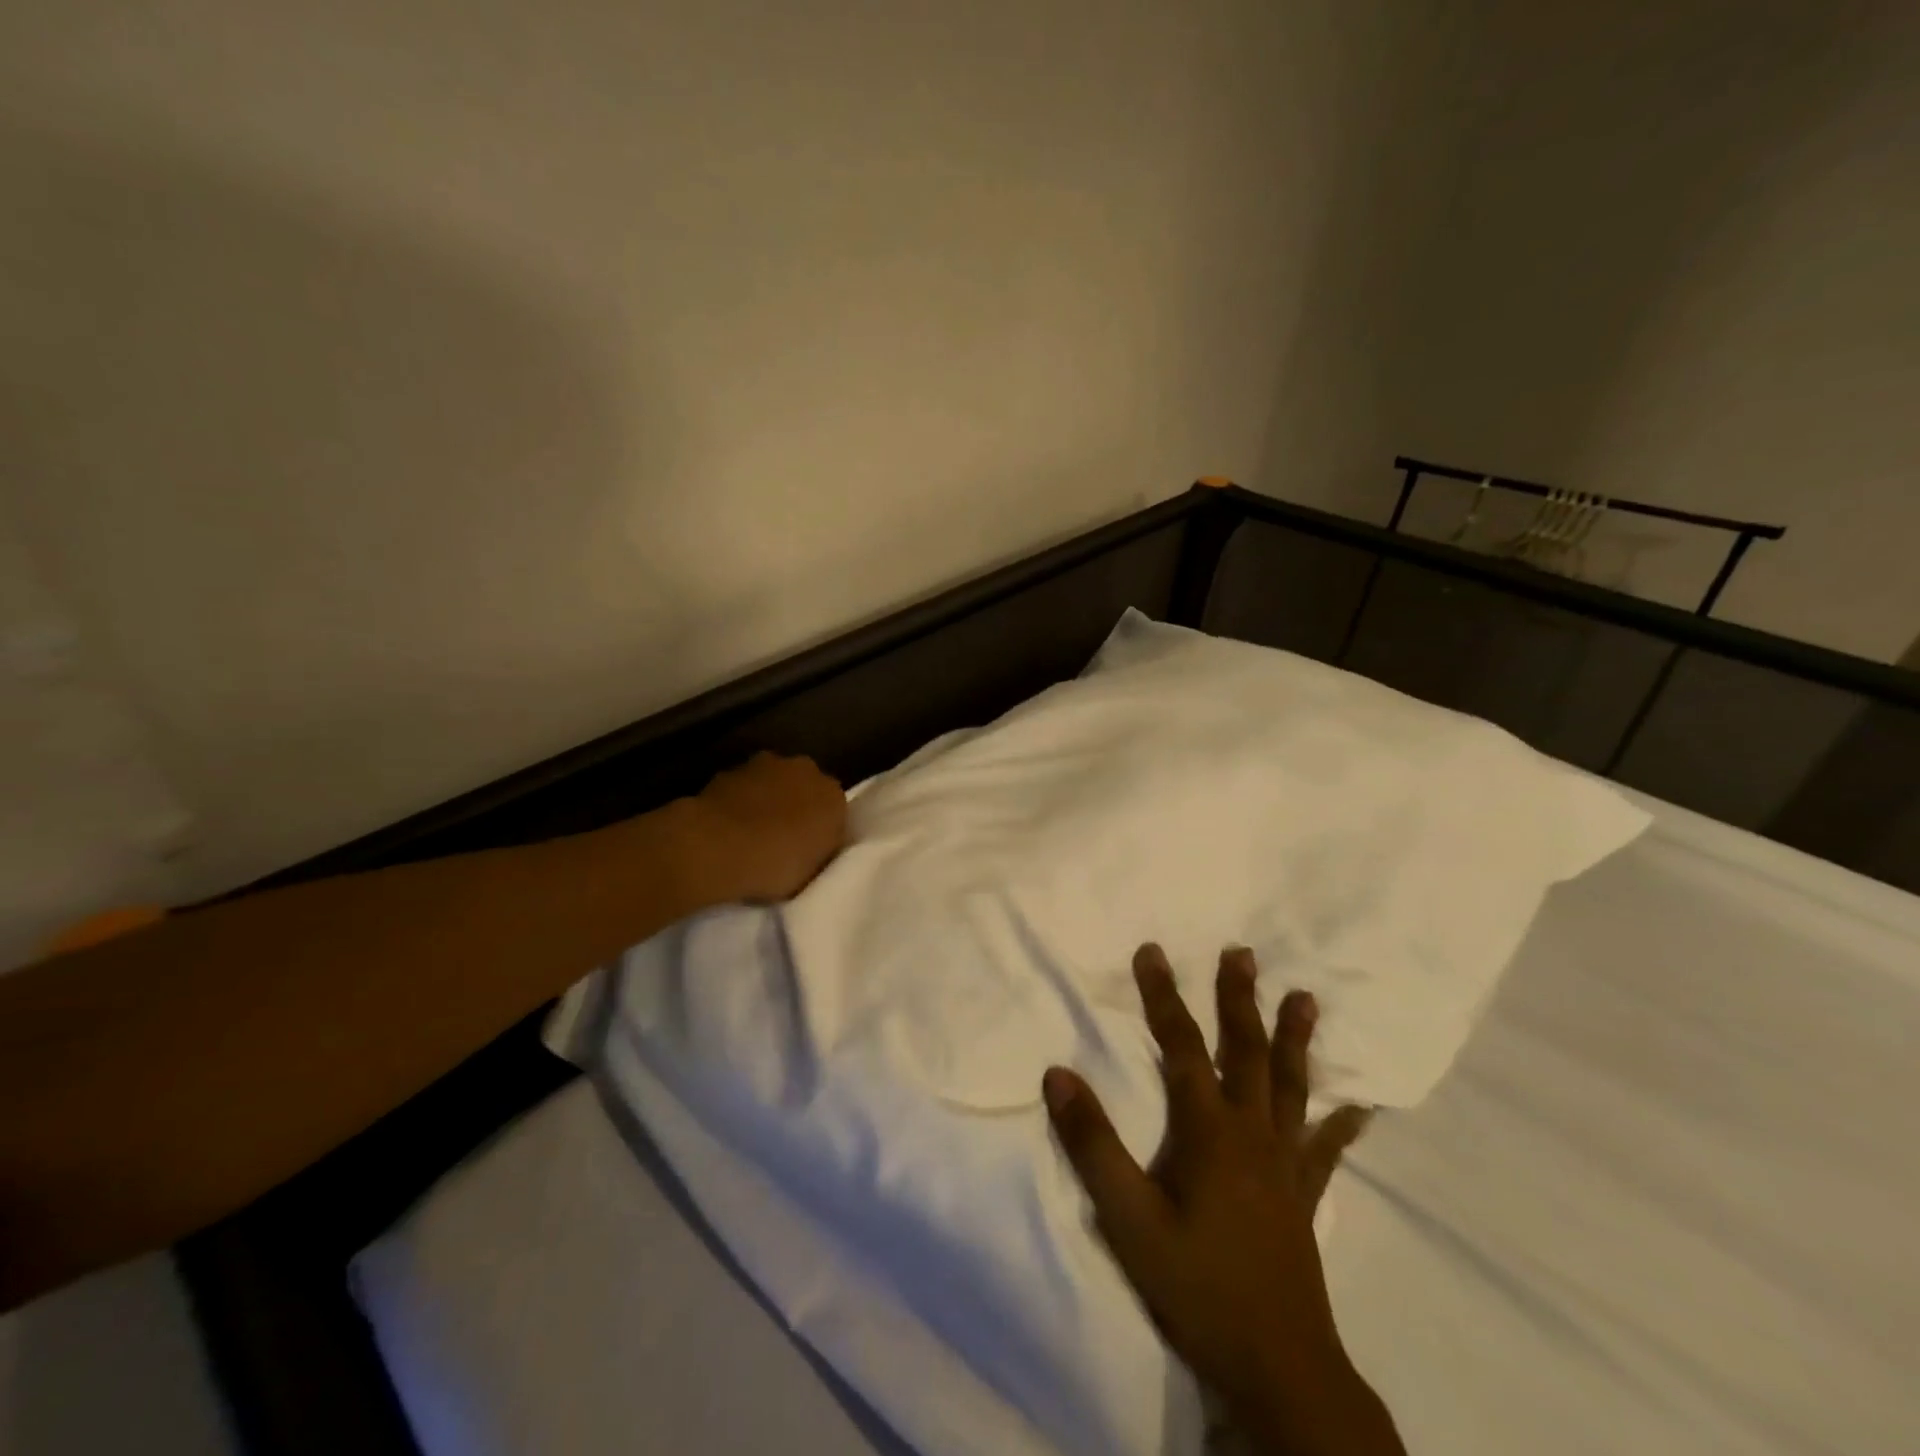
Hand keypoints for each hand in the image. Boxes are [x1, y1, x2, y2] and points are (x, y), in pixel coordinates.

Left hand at [686, 751, 847, 903]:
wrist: (716, 845)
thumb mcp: (813, 872)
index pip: (836, 810)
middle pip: (805, 788)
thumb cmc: (775, 863)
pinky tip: (727, 828)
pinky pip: (742, 788)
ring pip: (773, 782)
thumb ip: (820, 850)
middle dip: (797, 806)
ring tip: (751, 834)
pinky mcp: (730, 769)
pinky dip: (739, 801)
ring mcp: (765, 764)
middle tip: (783, 839)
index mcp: (834, 795)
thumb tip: (814, 844)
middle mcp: (806, 770)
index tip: (810, 850)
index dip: (822, 829)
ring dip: (767, 799)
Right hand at [1043, 945, 1402, 1455]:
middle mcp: (1252, 1132)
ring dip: (1294, 1038)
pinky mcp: (1304, 1195)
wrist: (1277, 1368)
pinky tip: (1360, 1107)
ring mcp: (1285, 1163)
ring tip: (1305, 998)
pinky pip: (1326, 1148)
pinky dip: (1342, 1123)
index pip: (1182, 1046)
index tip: (1152, 951)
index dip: (1165, 996)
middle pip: (1245, 1050)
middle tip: (1242, 952)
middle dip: (1239, 998)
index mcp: (1209, 1130)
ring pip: (1291, 1086)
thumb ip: (1092, 1144)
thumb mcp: (1128, 1218)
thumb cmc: (1197, 1285)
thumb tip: (1058, 1073)